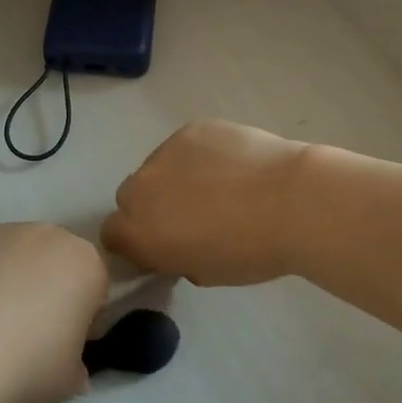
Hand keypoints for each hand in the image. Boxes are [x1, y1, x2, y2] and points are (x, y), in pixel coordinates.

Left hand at [0, 223, 107, 402]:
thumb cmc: (27, 363)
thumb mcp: (68, 380)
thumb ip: (76, 366)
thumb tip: (72, 369)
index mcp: (85, 264)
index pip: (93, 287)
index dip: (81, 316)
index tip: (62, 343)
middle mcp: (49, 235)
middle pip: (54, 261)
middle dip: (45, 288)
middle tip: (25, 331)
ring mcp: (4, 229)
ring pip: (14, 254)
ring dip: (8, 278)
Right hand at [101, 120, 309, 286]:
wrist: (288, 201)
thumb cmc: (250, 251)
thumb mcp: (205, 272)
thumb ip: (176, 256)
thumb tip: (177, 243)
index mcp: (139, 232)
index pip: (113, 233)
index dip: (135, 239)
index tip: (161, 244)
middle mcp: (141, 188)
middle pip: (131, 196)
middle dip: (152, 205)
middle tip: (190, 214)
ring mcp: (164, 153)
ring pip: (159, 166)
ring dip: (175, 177)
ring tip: (218, 185)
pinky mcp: (190, 129)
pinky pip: (185, 146)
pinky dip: (200, 155)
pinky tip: (232, 164)